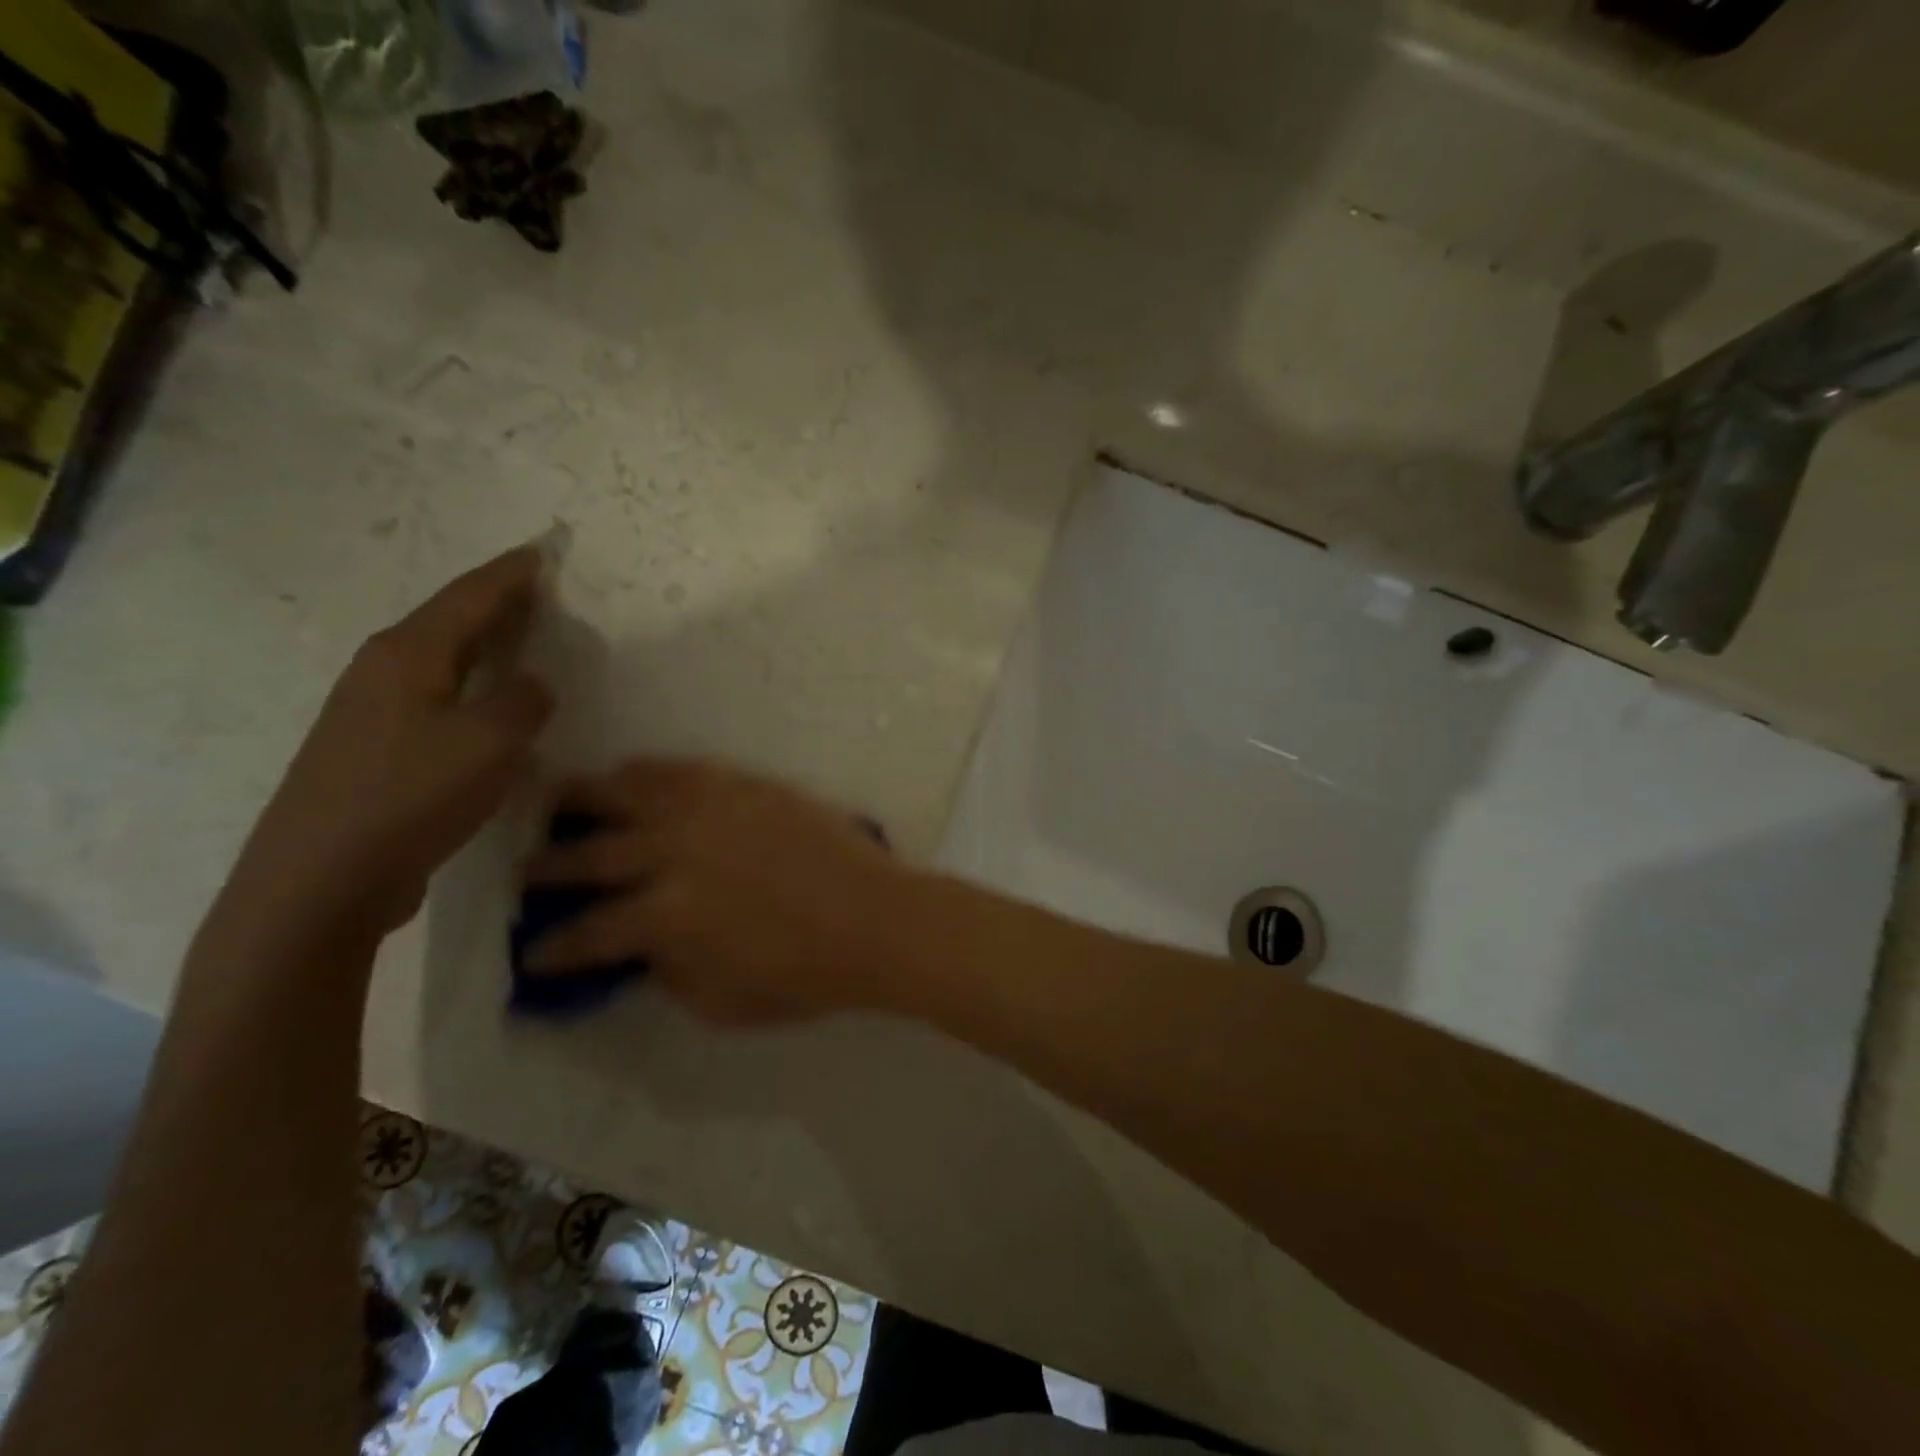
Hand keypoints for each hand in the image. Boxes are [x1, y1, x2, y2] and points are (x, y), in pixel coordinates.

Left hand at [224, 548, 553, 939]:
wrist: (320, 880)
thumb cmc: (410, 797)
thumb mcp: (490, 743)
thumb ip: (523, 702)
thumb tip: (532, 684)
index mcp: (408, 655)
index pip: (469, 597)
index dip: (510, 574)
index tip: (542, 552)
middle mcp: (383, 672)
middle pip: (449, 621)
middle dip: (496, 603)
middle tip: (539, 592)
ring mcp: (372, 712)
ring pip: (441, 661)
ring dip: (483, 646)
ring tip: (522, 642)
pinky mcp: (375, 750)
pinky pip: (437, 698)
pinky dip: (471, 686)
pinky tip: (489, 707)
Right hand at [522, 761, 921, 1023]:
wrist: (874, 919)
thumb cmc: (803, 974)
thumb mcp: (720, 1001)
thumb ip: (667, 971)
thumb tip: (640, 947)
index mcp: (664, 917)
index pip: (587, 934)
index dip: (552, 948)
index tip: (531, 953)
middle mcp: (671, 853)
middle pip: (589, 856)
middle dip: (548, 869)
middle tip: (528, 874)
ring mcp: (708, 810)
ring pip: (625, 794)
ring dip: (582, 800)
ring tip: (557, 802)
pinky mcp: (742, 784)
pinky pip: (680, 769)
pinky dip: (646, 773)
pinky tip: (629, 774)